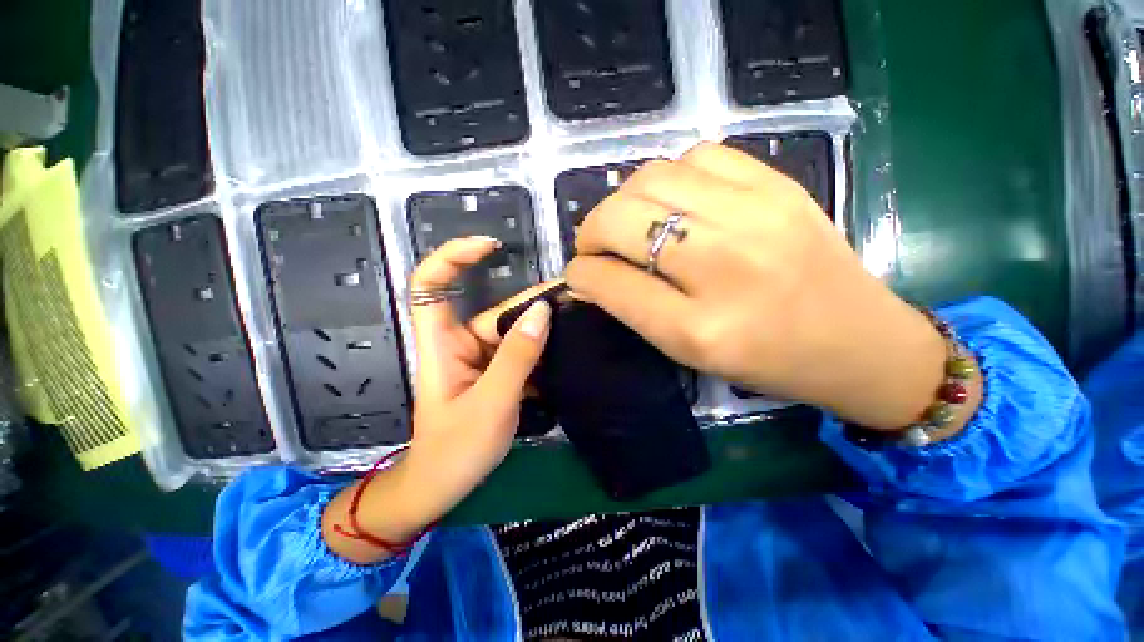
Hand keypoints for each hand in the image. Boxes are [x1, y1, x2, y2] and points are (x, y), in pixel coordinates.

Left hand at [323, 237, 551, 563]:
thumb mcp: (491, 403)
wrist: (444, 488)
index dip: (454, 256)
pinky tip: (571, 348)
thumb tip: (543, 312)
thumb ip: (517, 357)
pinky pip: (524, 353)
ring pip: (516, 333)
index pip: (431, 284)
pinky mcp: (498, 374)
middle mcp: (462, 343)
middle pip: (496, 310)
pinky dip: (545, 350)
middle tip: (576, 297)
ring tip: (582, 320)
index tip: (491, 246)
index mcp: (442, 343)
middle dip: (533, 303)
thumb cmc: (455, 450)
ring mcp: (483, 359)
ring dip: (545, 329)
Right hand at [567, 142, 977, 431]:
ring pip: (652, 178)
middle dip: (591, 231)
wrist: (858, 340)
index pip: (610, 282)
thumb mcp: (689, 351)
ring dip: (625, 200)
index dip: (580, 274)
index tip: (577, 273)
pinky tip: (676, 201)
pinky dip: (670, 176)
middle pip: (622, 220)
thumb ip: (633, 308)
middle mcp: (724, 265)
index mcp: (699, 328)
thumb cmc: (766, 360)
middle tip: (596, 246)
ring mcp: (757, 214)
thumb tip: (590, 274)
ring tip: (631, 222)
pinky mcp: (778, 184)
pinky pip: (698, 156)